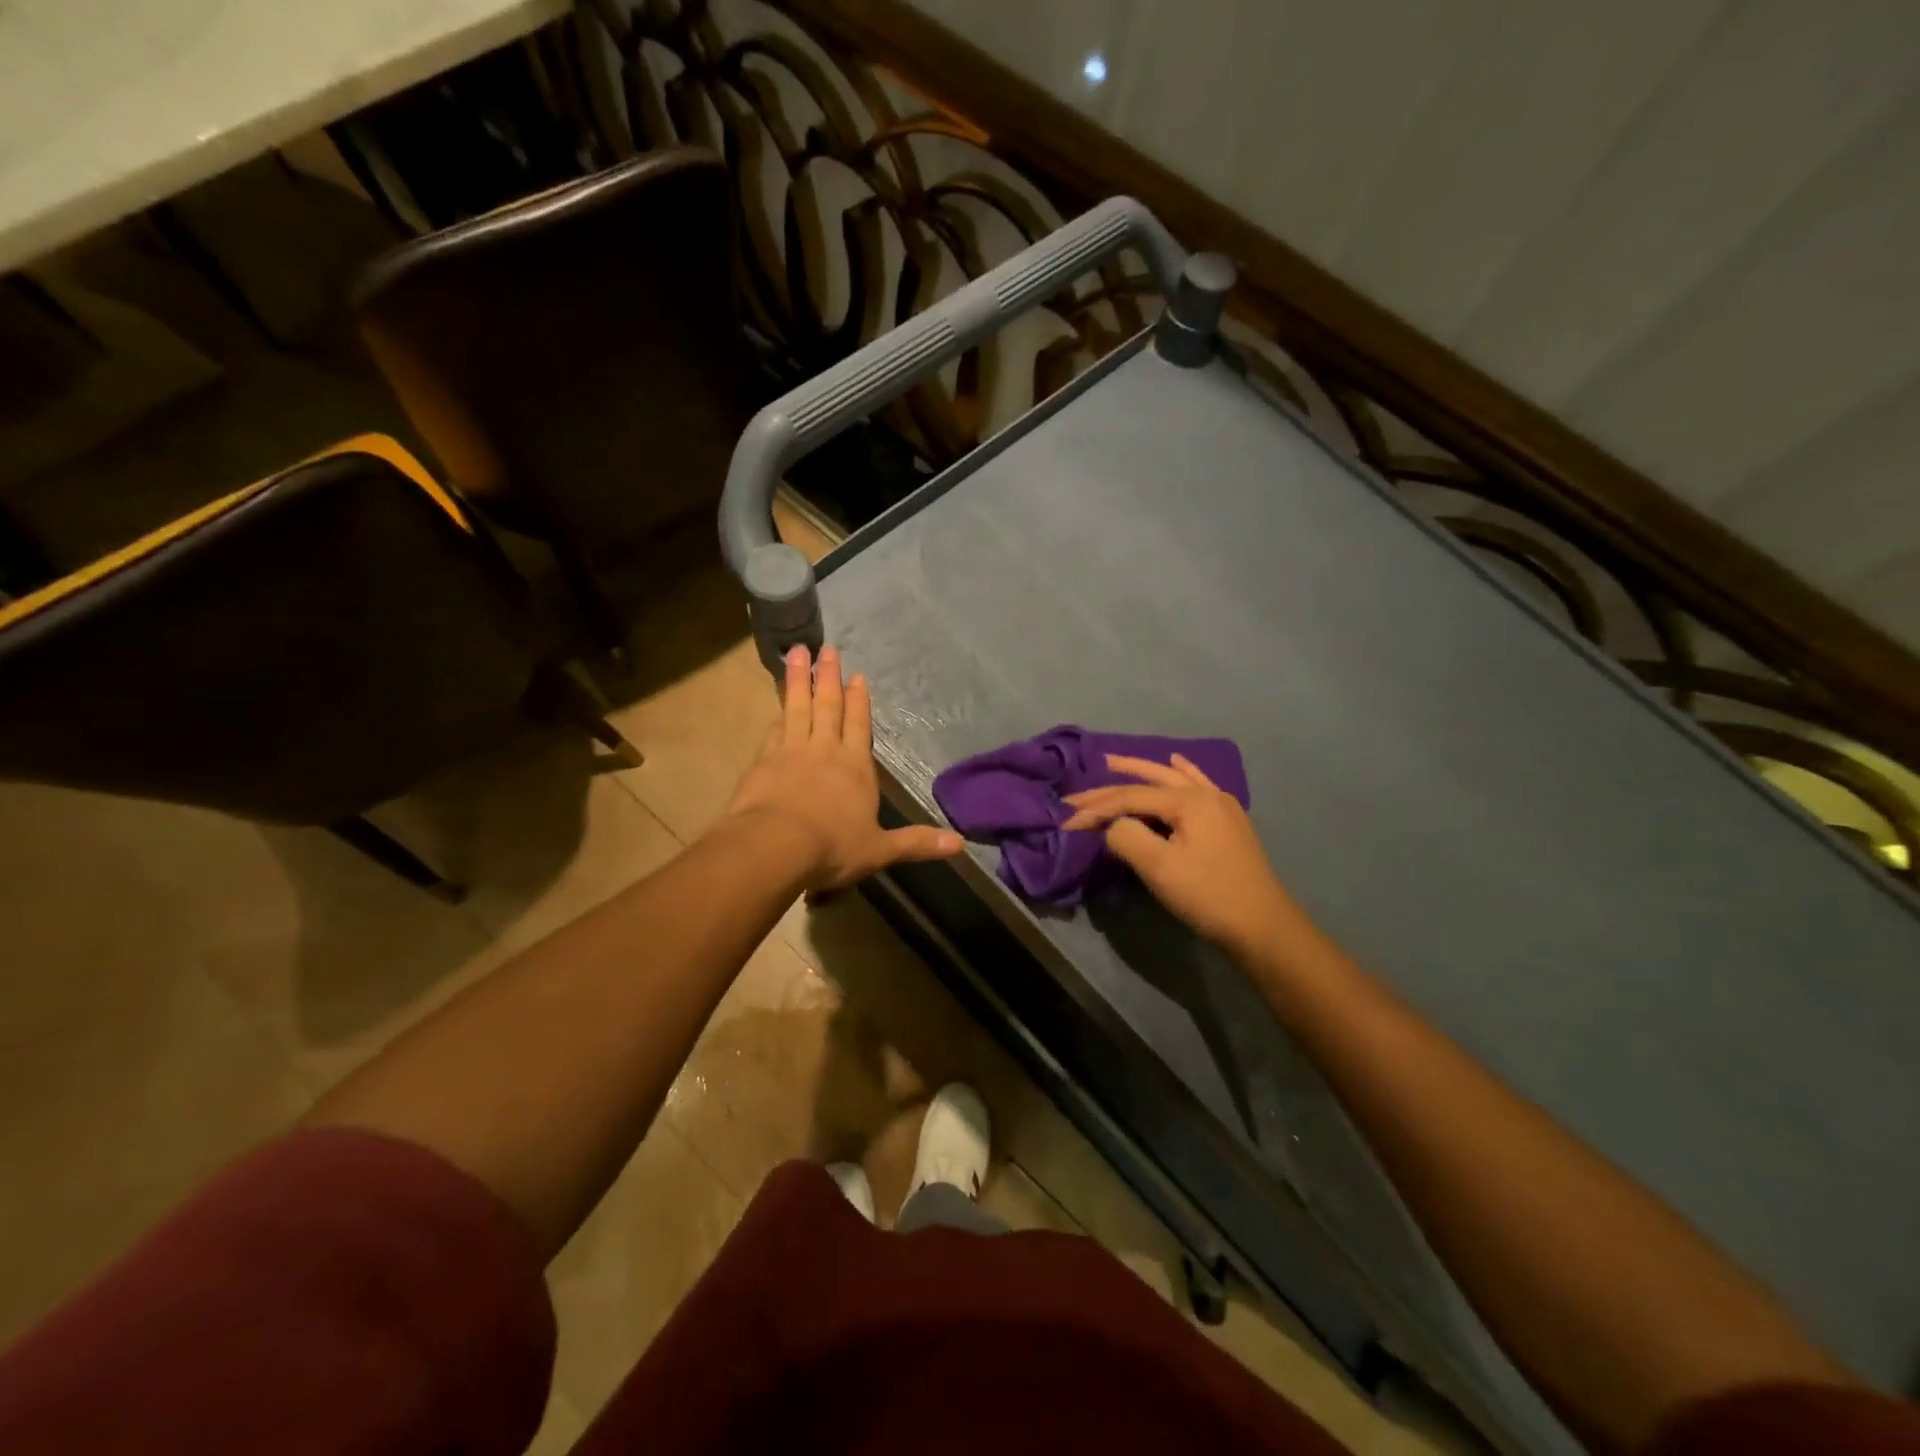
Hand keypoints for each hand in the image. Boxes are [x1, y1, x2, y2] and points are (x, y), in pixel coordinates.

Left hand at [724, 644, 963, 891]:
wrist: (775, 846)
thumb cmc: (833, 847)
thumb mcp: (880, 849)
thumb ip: (918, 843)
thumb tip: (960, 844)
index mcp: (855, 767)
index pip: (859, 726)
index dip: (858, 701)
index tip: (856, 675)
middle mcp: (825, 751)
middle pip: (828, 706)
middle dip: (829, 677)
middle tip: (826, 649)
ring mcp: (791, 752)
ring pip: (797, 708)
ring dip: (798, 680)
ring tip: (796, 653)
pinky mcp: (763, 762)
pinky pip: (773, 731)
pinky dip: (777, 715)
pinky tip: (776, 707)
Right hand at [1063, 754, 1300, 960]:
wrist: (1262, 926)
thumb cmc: (1208, 895)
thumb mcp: (1158, 867)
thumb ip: (1126, 837)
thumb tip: (1113, 826)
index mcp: (1189, 800)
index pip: (1130, 797)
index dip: (1095, 809)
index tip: (1066, 822)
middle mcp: (1206, 793)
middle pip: (1150, 781)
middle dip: (1111, 784)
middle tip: (1078, 790)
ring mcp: (1221, 806)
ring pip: (1173, 778)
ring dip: (1142, 770)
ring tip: (1114, 762)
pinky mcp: (1228, 822)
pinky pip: (1197, 785)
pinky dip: (1181, 772)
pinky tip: (1177, 763)